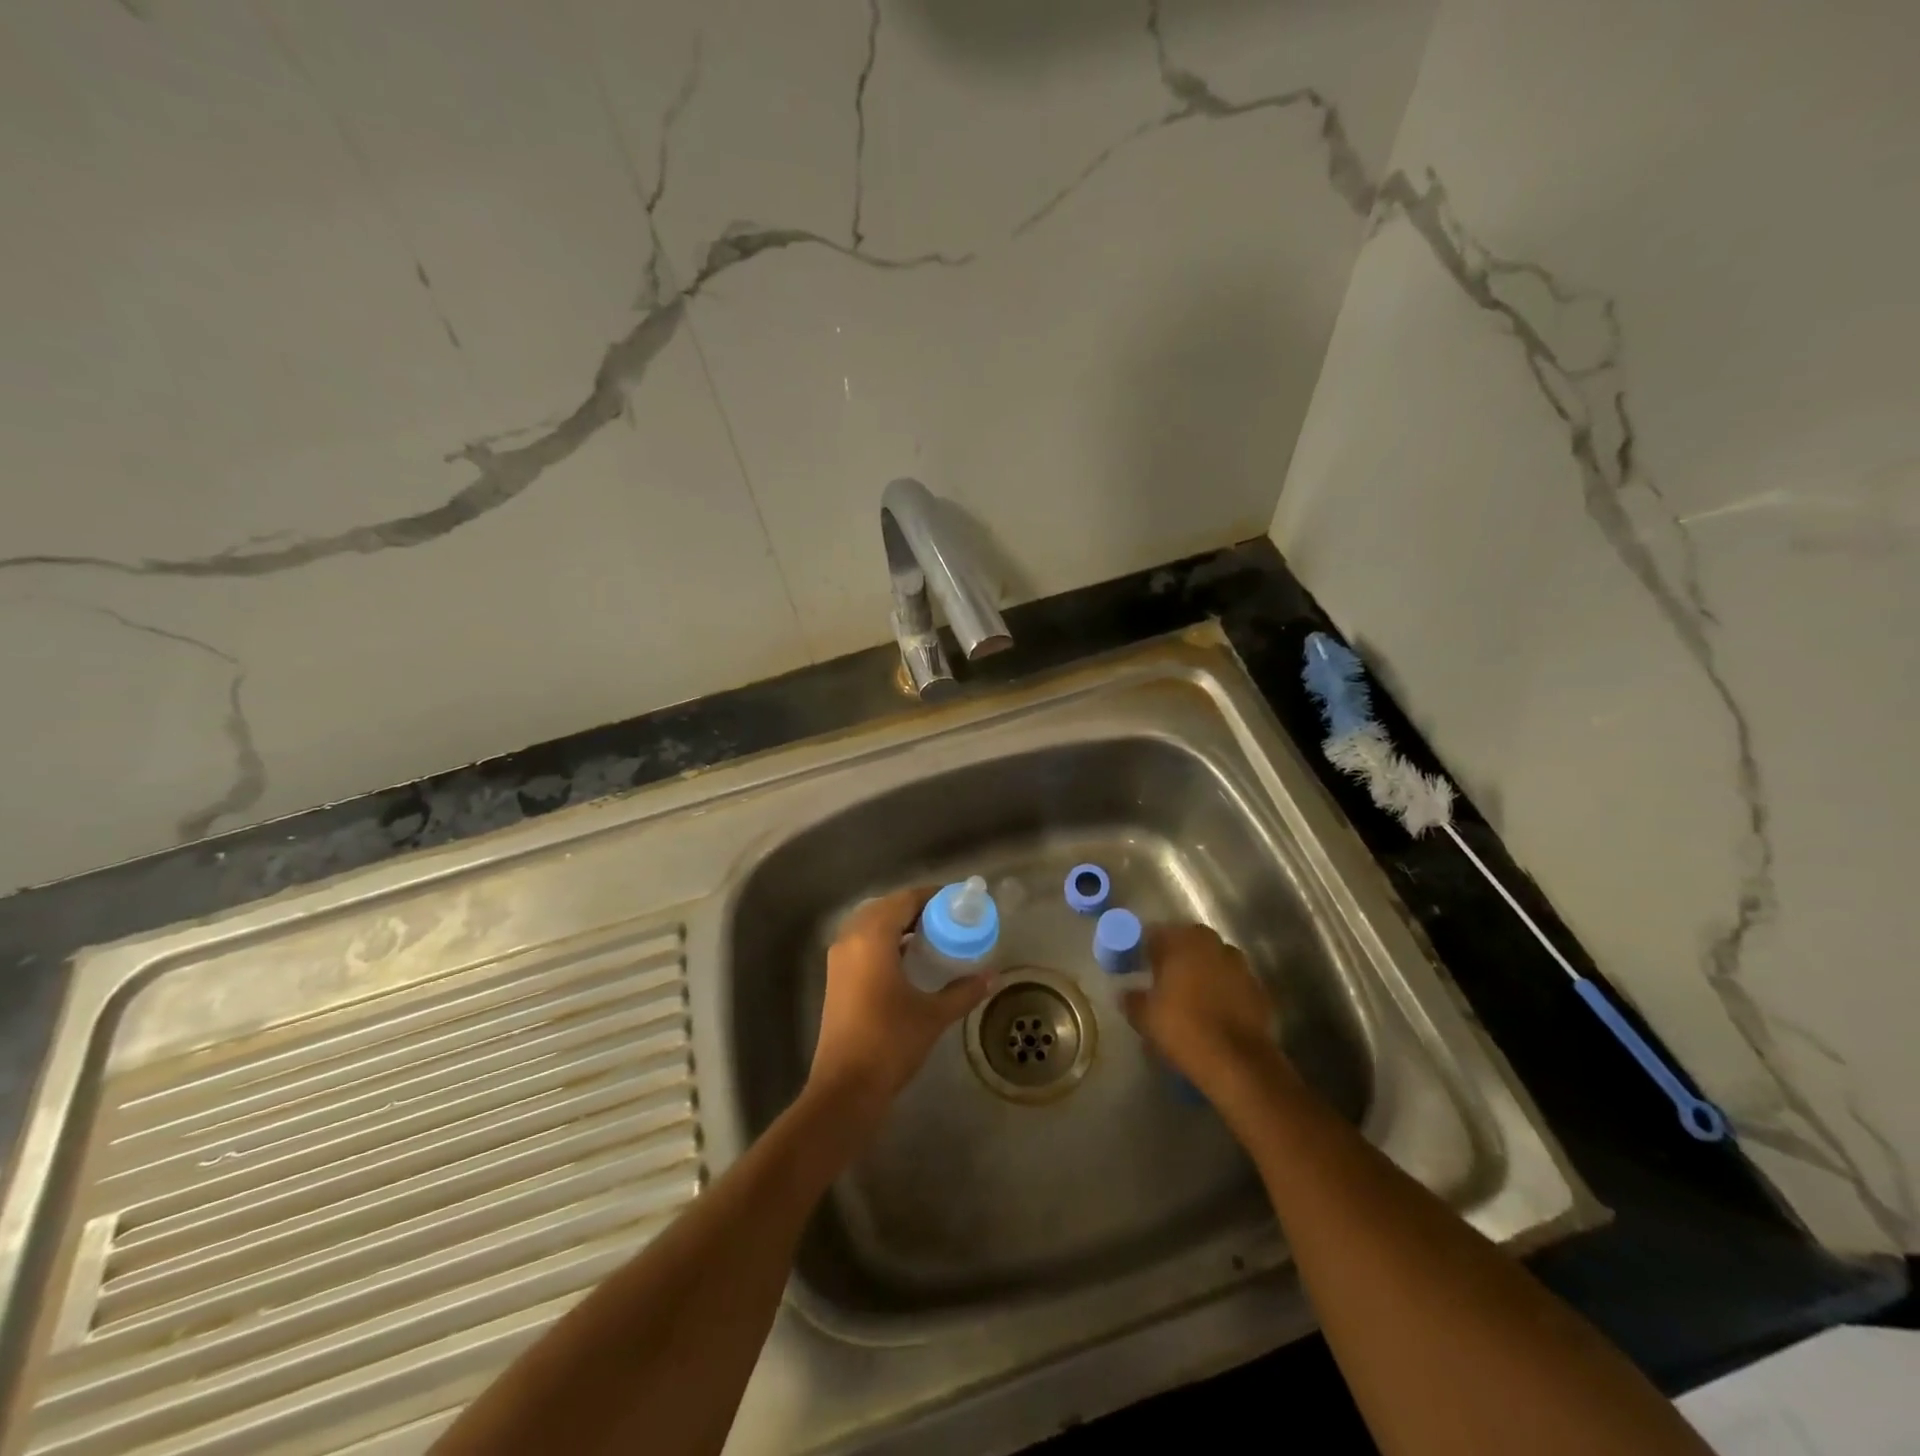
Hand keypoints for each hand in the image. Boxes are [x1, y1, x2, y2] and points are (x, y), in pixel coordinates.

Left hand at [806, 886, 992, 1131]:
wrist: (846, 1087)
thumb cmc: (891, 1042)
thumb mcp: (933, 1015)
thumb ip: (963, 991)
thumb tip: (992, 976)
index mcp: (873, 938)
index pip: (903, 900)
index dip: (930, 896)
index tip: (956, 901)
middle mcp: (851, 939)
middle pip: (885, 907)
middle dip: (914, 908)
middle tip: (945, 918)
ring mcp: (839, 959)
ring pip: (869, 924)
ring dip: (896, 924)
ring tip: (929, 936)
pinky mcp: (835, 977)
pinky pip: (861, 942)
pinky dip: (883, 940)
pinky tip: (907, 958)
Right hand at [1122, 924, 1289, 1103]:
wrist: (1237, 1063)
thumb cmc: (1183, 1029)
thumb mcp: (1145, 1017)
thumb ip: (1132, 999)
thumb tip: (1126, 993)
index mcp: (1183, 942)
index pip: (1156, 934)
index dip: (1144, 949)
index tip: (1136, 965)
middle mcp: (1213, 945)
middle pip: (1188, 942)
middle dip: (1175, 957)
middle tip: (1162, 978)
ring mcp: (1240, 966)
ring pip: (1212, 960)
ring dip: (1201, 971)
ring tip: (1189, 995)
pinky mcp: (1258, 989)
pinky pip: (1231, 982)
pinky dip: (1221, 990)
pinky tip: (1212, 1011)